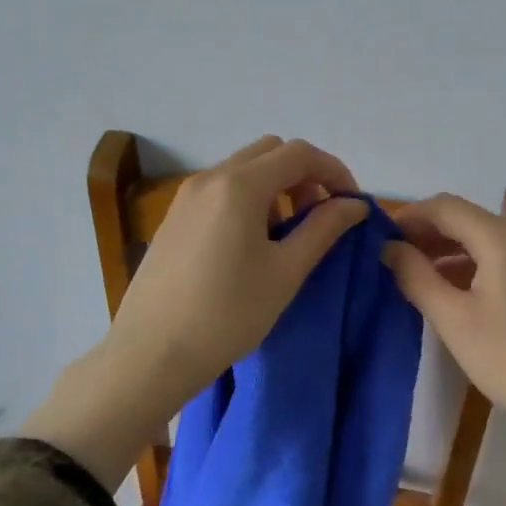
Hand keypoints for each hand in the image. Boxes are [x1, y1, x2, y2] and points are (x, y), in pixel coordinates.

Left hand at [22, 135, 368, 491]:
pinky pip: (222, 187)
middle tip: (319, 216)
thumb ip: (323, 229)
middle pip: (271, 151)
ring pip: (244, 168)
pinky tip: (251, 243)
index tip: (352, 205)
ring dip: (276, 185)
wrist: (150, 354)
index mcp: (239, 185)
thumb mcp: (285, 272)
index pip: (299, 153)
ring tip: (287, 234)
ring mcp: (187, 194)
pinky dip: (249, 197)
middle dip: (304, 174)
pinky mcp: (175, 215)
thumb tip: (355, 205)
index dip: (334, 172)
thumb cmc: (227, 315)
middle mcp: (210, 177)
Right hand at [384, 191, 505, 505]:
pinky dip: (459, 263)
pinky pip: (486, 256)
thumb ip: (415, 276)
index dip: (409, 216)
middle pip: (460, 217)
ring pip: (473, 237)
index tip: (378, 238)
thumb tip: (388, 248)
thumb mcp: (452, 317)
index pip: (444, 206)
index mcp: (498, 238)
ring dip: (439, 247)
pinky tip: (439, 288)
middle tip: (388, 256)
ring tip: (406, 272)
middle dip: (422, 231)